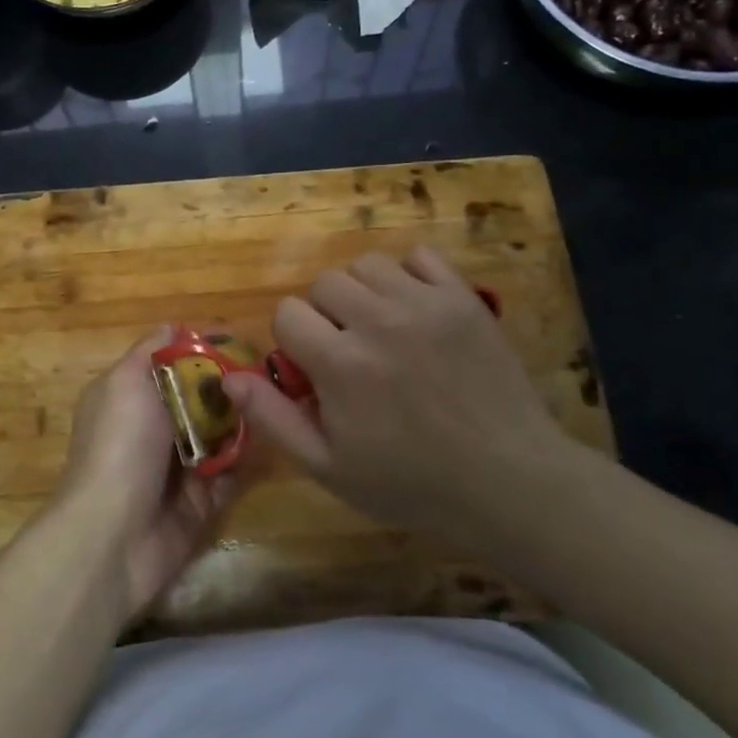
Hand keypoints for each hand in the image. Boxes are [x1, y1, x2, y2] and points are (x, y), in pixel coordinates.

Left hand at [56, 328, 239, 620]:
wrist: (112, 537)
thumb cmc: (120, 446)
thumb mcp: (126, 382)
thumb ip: (150, 352)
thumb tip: (172, 325)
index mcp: (129, 396)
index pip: (171, 363)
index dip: (202, 351)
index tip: (239, 340)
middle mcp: (152, 428)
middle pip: (200, 399)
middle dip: (230, 388)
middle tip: (268, 375)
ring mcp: (175, 468)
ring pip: (219, 436)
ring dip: (242, 424)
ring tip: (274, 406)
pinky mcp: (198, 503)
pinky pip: (229, 475)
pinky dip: (244, 463)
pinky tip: (266, 445)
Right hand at [224, 246, 578, 551]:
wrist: (508, 478)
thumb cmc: (411, 482)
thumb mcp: (329, 467)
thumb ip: (273, 418)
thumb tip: (228, 378)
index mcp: (340, 362)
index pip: (287, 313)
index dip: (294, 340)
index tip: (316, 368)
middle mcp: (377, 320)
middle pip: (325, 283)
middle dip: (326, 314)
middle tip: (350, 350)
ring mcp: (423, 303)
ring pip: (367, 264)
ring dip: (363, 291)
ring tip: (382, 326)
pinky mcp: (461, 297)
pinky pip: (420, 256)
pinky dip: (410, 274)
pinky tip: (415, 307)